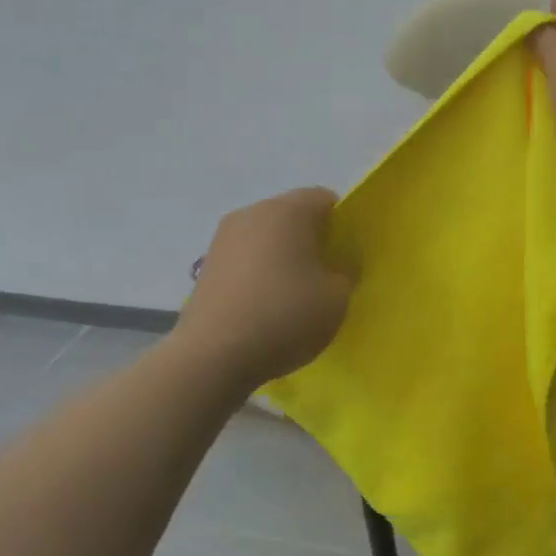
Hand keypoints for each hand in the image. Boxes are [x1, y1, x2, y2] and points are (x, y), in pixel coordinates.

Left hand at [176, 188, 351, 389]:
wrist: (213, 355)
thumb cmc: (285, 316)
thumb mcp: (337, 298)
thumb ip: (346, 272)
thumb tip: (338, 264)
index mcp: (287, 210)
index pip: (324, 199)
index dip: (343, 223)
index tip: (348, 254)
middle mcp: (252, 213)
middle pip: (292, 215)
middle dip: (312, 239)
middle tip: (327, 275)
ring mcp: (223, 238)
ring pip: (267, 238)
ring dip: (283, 257)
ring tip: (295, 295)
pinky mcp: (207, 266)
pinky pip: (246, 259)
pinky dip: (260, 273)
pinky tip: (266, 306)